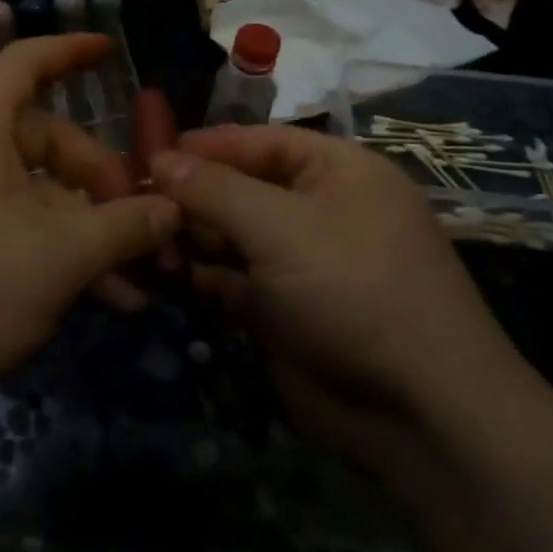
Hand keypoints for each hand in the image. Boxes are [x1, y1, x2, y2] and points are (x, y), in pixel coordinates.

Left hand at [0, 35, 179, 420]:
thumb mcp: (61, 257)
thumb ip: (124, 228)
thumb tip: (172, 210)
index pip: (25, 61)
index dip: (71, 50)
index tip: (110, 50)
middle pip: (43, 143)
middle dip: (100, 185)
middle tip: (141, 232)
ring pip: (30, 198)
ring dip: (82, 234)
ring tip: (129, 288)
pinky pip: (4, 230)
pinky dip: (47, 254)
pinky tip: (86, 301)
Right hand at [150, 127, 523, 468]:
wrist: (417, 409)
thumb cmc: (353, 288)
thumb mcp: (280, 227)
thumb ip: (215, 189)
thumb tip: (159, 158)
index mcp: (338, 171)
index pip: (262, 142)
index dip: (208, 145)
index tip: (150, 152)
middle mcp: (322, 210)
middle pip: (243, 188)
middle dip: (192, 196)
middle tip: (135, 204)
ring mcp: (303, 264)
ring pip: (234, 237)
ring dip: (191, 239)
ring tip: (144, 243)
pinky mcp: (286, 311)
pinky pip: (235, 281)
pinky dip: (202, 278)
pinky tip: (163, 278)